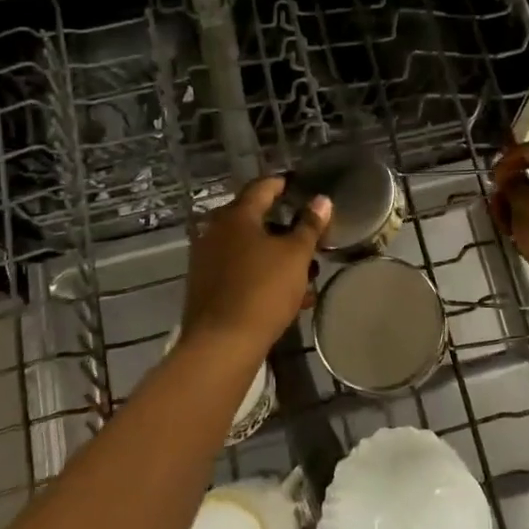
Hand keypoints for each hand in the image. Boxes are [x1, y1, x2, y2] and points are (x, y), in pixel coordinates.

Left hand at [181, 177, 332, 358]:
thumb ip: (309, 225)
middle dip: (284, 227)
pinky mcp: (206, 288)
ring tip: (306, 273)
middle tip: (309, 234)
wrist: (221, 344)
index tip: (298, 184)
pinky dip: (263, 276)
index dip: (282, 183)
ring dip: (277, 256)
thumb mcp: (296, 256)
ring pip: (250, 250)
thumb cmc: (262, 290)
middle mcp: (216, 232)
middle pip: (255, 220)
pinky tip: (288, 296)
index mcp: (236, 217)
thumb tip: (322, 200)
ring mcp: (207, 261)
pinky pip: (241, 272)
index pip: (261, 187)